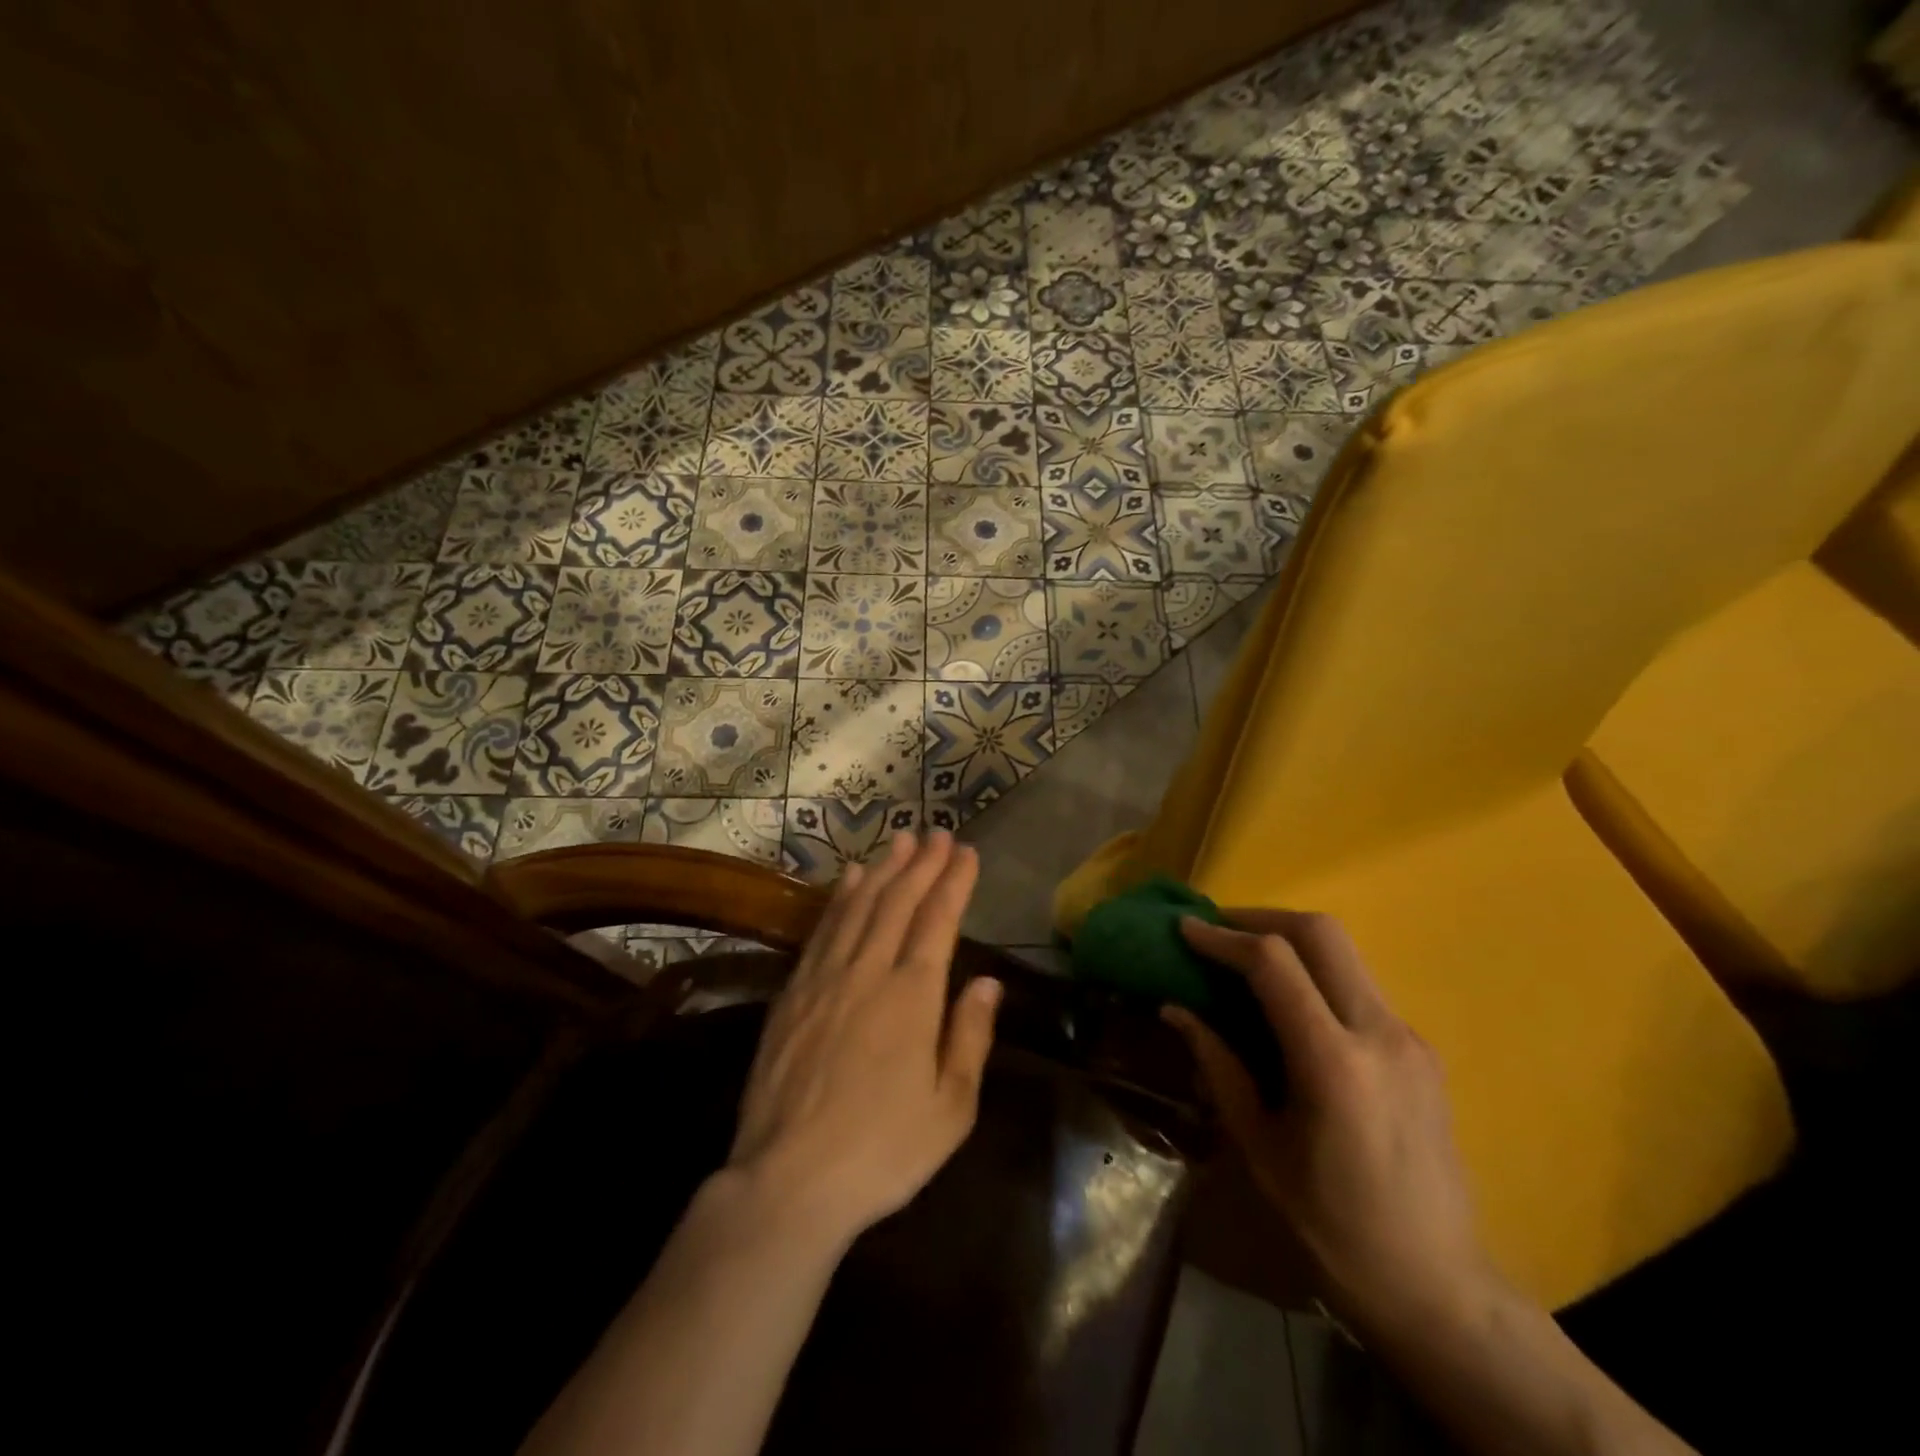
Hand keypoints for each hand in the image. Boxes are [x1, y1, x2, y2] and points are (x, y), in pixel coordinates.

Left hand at [728, 831, 1001, 1248]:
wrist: (788, 1181)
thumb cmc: (882, 1151)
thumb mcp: (950, 1109)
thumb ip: (970, 1037)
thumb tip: (989, 983)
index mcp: (912, 996)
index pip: (938, 921)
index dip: (953, 882)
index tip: (966, 852)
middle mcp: (868, 971)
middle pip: (898, 902)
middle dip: (921, 864)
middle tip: (937, 833)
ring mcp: (825, 978)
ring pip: (858, 907)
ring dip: (882, 870)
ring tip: (899, 842)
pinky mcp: (793, 993)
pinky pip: (822, 930)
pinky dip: (838, 899)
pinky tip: (847, 880)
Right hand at [1165, 911, 1494, 1335]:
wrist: (1437, 1285)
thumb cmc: (1332, 1224)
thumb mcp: (1259, 1145)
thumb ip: (1219, 1065)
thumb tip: (1175, 1008)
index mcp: (1334, 1063)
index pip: (1274, 962)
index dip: (1222, 937)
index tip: (1185, 929)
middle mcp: (1380, 1034)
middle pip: (1321, 933)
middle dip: (1261, 917)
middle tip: (1218, 931)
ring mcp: (1409, 1038)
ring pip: (1345, 953)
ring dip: (1290, 941)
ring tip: (1245, 961)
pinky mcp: (1421, 1050)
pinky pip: (1359, 987)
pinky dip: (1316, 974)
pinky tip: (1289, 1006)